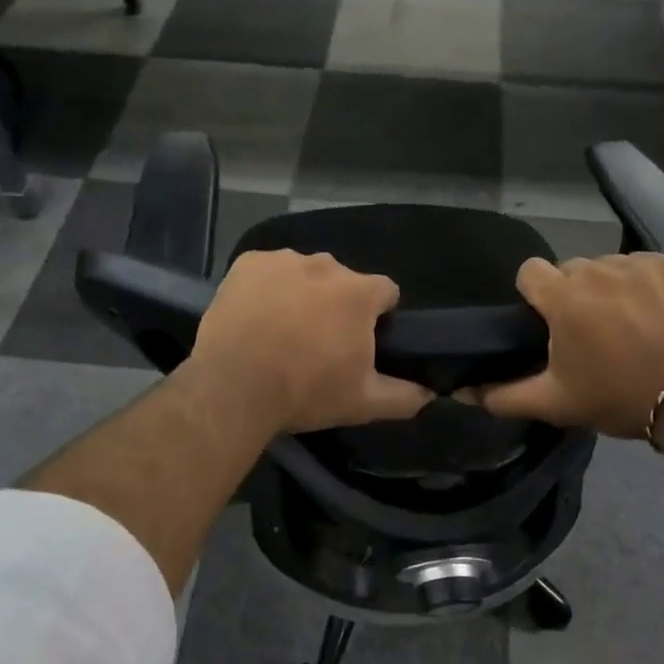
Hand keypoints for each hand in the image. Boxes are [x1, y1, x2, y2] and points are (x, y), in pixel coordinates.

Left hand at [186, 250, 433, 434]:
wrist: (233, 387)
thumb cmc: (305, 392)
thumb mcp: (363, 403)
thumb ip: (405, 396)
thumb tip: (431, 393)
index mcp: (359, 292)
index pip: (385, 292)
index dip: (379, 315)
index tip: (361, 341)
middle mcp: (326, 264)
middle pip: (343, 281)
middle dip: (337, 305)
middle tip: (318, 342)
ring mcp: (284, 259)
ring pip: (305, 273)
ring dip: (302, 293)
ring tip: (282, 330)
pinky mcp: (248, 263)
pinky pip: (268, 270)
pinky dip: (267, 287)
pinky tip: (255, 316)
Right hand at [471, 254, 663, 438]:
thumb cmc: (616, 397)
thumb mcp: (555, 402)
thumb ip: (503, 395)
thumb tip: (462, 392)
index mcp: (563, 298)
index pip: (529, 271)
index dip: (534, 295)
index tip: (548, 321)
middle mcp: (595, 270)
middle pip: (569, 270)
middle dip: (572, 294)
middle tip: (590, 331)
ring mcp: (635, 264)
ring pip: (605, 266)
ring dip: (607, 288)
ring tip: (626, 323)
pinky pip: (639, 264)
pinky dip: (641, 283)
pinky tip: (653, 311)